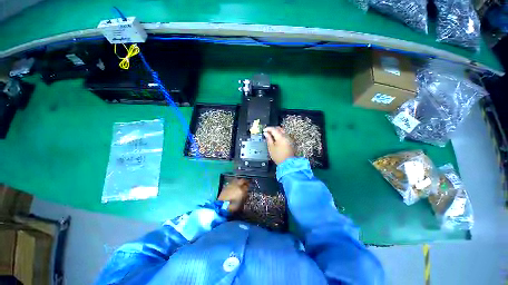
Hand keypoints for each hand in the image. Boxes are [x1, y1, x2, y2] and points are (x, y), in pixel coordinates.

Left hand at [218, 178, 248, 212]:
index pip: (247, 186)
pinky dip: (234, 183)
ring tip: (240, 183)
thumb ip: (244, 197)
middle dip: (245, 181)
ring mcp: (231, 185)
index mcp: (241, 190)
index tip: (248, 187)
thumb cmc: (233, 206)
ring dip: (239, 181)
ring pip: (237, 180)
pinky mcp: (226, 185)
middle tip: (246, 183)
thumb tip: (246, 193)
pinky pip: (232, 182)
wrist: (221, 206)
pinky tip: (234, 186)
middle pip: (242, 180)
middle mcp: (237, 185)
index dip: (248, 187)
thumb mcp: (241, 203)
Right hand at [263, 126, 294, 164]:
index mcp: (281, 137)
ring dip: (277, 131)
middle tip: (267, 132)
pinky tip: (276, 139)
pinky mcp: (291, 142)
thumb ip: (268, 139)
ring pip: (282, 131)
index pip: (274, 129)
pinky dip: (280, 135)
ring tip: (271, 135)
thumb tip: (266, 133)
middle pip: (279, 128)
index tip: (264, 130)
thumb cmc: (279, 157)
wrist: (287, 163)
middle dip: (273, 129)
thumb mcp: (271, 147)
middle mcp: (286, 136)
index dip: (268, 128)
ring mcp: (289, 139)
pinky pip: (285, 135)